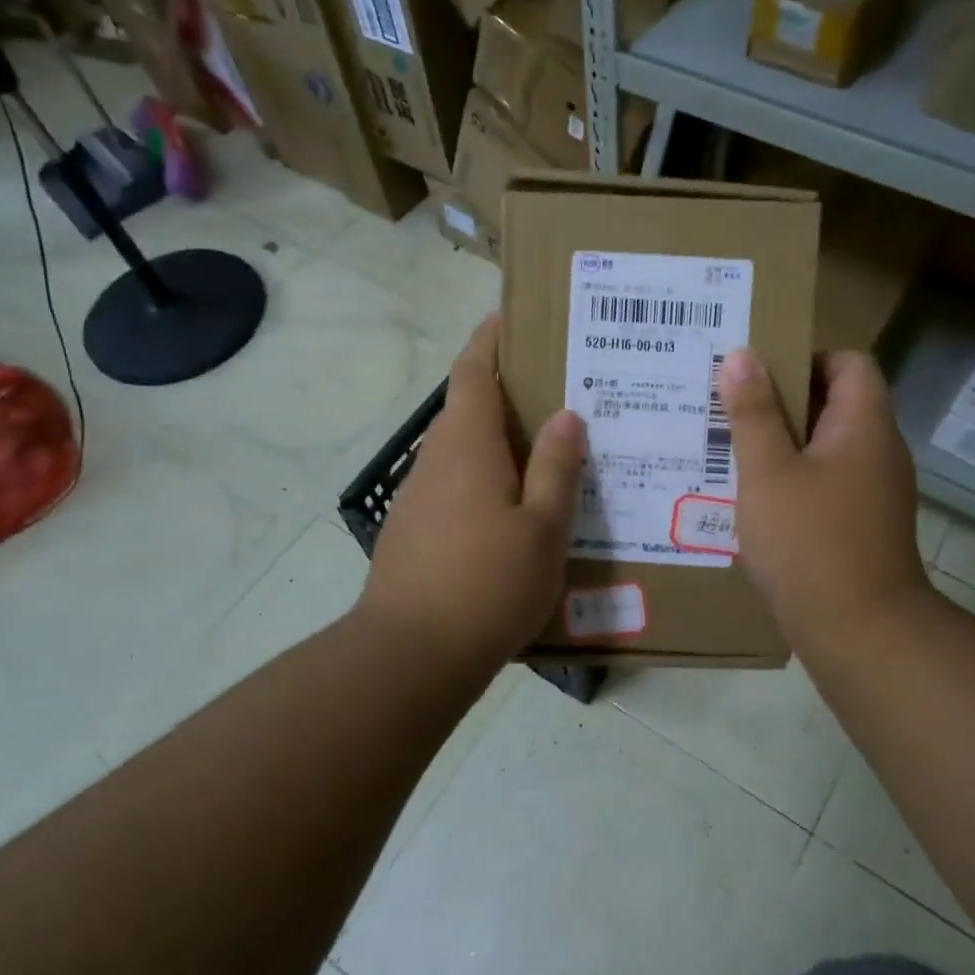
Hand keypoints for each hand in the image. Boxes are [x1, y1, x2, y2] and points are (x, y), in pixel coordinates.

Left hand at [357, 315, 584, 677]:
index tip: (510, 317)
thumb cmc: (486, 585)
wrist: (408, 657)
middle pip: (467, 408)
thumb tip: (566, 415)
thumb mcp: (542, 529)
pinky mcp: (414, 530)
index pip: (472, 371)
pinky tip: (517, 507)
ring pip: (462, 450)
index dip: (488, 340)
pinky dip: (486, 477)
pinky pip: (456, 484)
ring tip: (548, 449)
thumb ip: (556, 468)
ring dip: (498, 440)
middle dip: (506, 392)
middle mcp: (435, 460)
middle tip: (559, 390)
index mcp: (466, 446)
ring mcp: (419, 497)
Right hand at [719, 347, 932, 652]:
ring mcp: (874, 491)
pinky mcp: (862, 525)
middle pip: (835, 402)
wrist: (860, 632)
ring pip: (826, 446)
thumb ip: (754, 411)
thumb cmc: (810, 541)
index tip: (758, 373)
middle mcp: (879, 451)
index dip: (805, 356)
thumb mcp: (768, 471)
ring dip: (784, 442)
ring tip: (732, 448)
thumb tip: (742, 355)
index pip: (849, 362)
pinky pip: (826, 482)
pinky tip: (756, 496)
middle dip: (782, 400)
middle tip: (731, 406)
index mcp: (865, 425)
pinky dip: (794, 478)